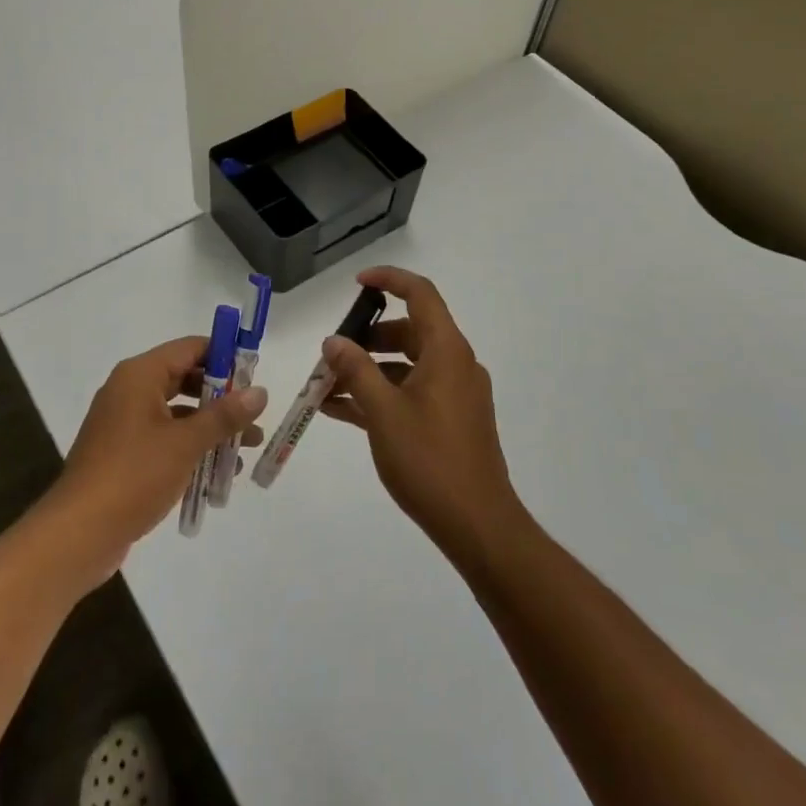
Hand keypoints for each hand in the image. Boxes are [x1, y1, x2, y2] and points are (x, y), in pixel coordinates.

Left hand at [41, 336, 266, 588]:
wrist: (79, 533)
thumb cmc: (134, 475)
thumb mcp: (186, 443)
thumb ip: (224, 415)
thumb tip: (261, 391)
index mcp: (140, 375)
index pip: (190, 348)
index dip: (224, 357)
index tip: (255, 376)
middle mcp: (130, 390)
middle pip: (185, 379)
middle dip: (222, 398)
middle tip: (254, 415)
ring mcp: (124, 423)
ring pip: (177, 413)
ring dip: (211, 427)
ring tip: (248, 448)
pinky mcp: (124, 453)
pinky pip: (165, 438)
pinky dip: (190, 447)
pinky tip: (218, 473)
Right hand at [319, 267, 525, 561]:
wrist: (478, 526)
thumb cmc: (429, 460)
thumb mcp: (383, 412)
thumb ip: (355, 370)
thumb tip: (334, 341)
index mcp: (446, 351)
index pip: (420, 294)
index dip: (389, 280)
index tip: (356, 284)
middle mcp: (455, 364)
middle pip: (409, 331)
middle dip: (367, 338)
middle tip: (332, 353)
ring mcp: (455, 394)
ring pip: (406, 365)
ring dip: (368, 371)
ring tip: (326, 387)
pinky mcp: (451, 421)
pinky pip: (411, 392)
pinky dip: (381, 394)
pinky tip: (342, 411)